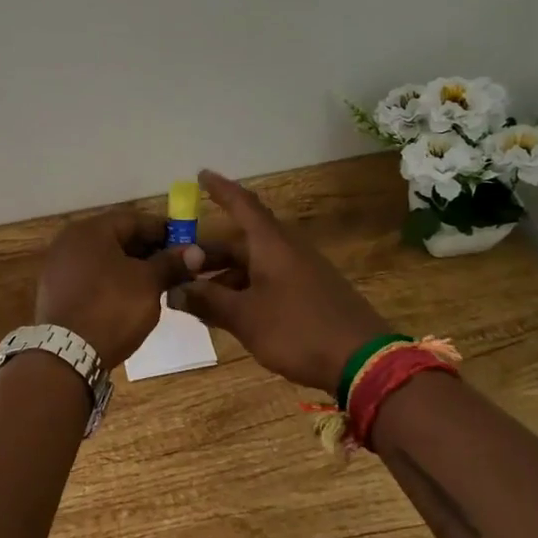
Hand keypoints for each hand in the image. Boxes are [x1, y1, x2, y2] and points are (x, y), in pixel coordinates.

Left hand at [35, 209, 199, 370]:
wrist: (68, 355)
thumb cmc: (112, 307)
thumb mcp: (148, 283)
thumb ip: (170, 263)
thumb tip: (195, 251)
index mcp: (90, 230)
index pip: (134, 220)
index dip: (164, 231)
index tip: (186, 246)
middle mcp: (69, 241)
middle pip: (117, 238)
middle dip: (148, 251)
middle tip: (175, 267)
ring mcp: (59, 267)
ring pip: (104, 259)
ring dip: (131, 267)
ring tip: (157, 284)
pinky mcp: (55, 292)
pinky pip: (90, 277)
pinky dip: (111, 282)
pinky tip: (129, 298)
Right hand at [168, 170, 390, 393]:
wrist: (363, 362)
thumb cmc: (298, 329)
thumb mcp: (245, 317)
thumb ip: (208, 302)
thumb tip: (174, 291)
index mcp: (271, 245)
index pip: (242, 205)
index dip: (221, 190)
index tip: (201, 175)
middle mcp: (287, 251)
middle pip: (242, 242)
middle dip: (210, 253)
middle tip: (181, 266)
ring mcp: (302, 274)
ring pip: (254, 266)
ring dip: (225, 277)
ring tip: (199, 299)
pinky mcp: (311, 295)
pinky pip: (269, 282)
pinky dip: (245, 291)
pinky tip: (230, 314)